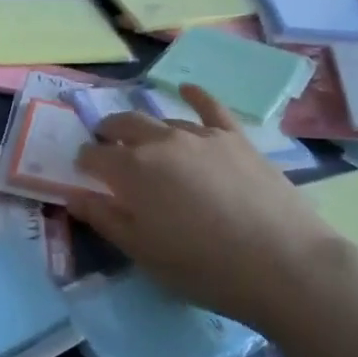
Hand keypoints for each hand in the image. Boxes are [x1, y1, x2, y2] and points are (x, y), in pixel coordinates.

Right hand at [66, 86, 354, 328]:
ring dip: (147, 128)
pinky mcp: (235, 138)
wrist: (283, 263)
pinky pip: (210, 107)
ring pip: (164, 121)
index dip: (84, 161)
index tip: (82, 170)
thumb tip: (74, 196)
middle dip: (109, 132)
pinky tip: (187, 89)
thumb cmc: (204, 267)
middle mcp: (161, 142)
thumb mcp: (143, 252)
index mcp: (132, 170)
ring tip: (145, 139)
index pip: (95, 155)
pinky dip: (195, 95)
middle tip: (106, 144)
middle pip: (125, 125)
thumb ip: (106, 219)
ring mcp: (201, 135)